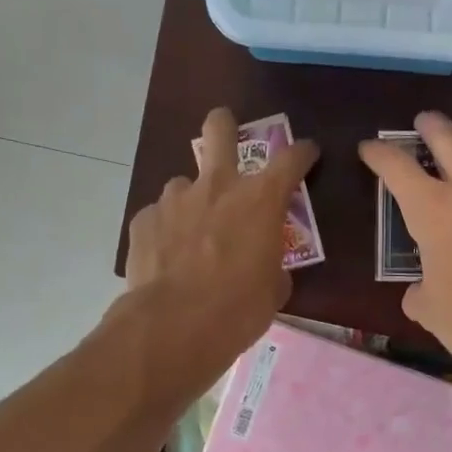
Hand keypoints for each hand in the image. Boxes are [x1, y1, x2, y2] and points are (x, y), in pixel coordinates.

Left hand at [123, 107, 319, 381]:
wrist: (174, 326)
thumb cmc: (238, 309)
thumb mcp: (273, 291)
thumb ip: (272, 266)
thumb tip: (266, 267)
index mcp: (259, 200)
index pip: (291, 159)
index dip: (302, 153)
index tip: (307, 153)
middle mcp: (216, 186)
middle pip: (219, 129)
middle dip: (224, 125)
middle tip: (226, 131)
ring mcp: (174, 200)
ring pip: (184, 184)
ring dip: (192, 200)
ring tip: (190, 233)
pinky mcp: (144, 221)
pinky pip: (159, 217)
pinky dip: (166, 231)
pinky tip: (166, 257)